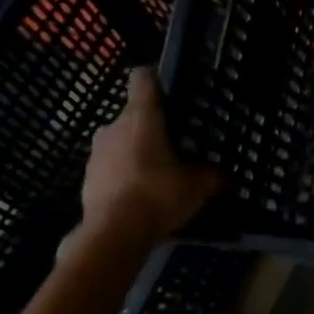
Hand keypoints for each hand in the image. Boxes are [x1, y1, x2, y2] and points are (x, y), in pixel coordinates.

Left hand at [81, 68, 221, 241]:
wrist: (113, 233)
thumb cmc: (159, 194)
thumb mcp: (199, 186)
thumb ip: (213, 175)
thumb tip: (226, 175)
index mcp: (142, 118)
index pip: (143, 80)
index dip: (156, 79)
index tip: (169, 90)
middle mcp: (114, 127)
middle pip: (134, 115)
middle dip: (152, 127)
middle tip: (176, 145)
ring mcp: (96, 153)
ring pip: (121, 142)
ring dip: (137, 152)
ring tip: (159, 174)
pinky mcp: (87, 178)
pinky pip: (112, 167)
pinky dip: (125, 174)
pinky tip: (142, 194)